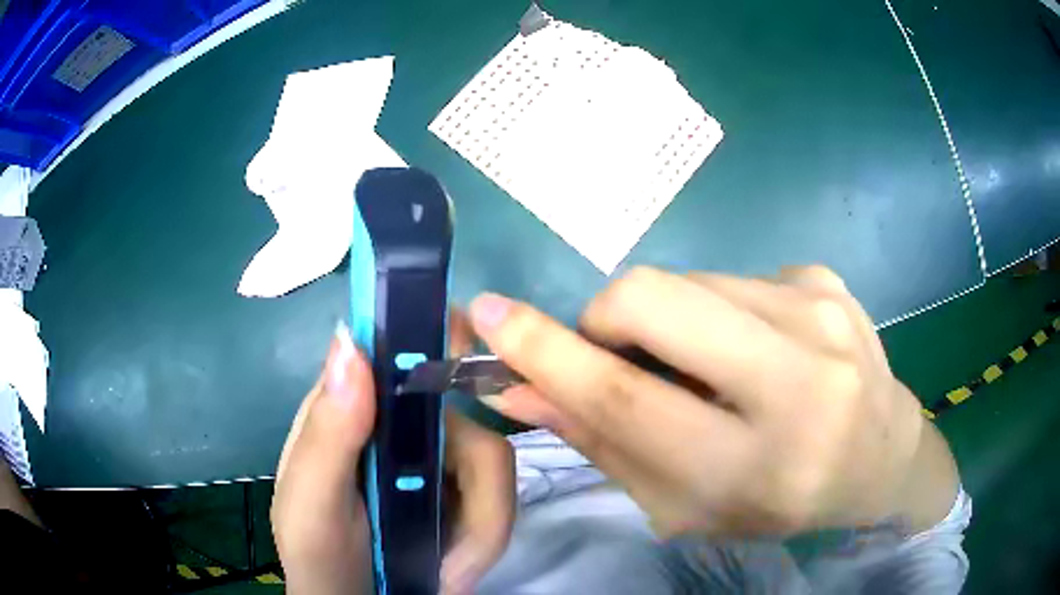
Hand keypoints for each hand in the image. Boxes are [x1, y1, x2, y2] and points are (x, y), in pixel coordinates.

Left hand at [271, 312, 514, 593]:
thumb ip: (326, 435)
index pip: (391, 346)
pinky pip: (500, 494)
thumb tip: (352, 341)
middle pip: (464, 407)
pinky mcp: (464, 491)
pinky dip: (488, 535)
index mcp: (347, 408)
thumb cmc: (320, 557)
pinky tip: (459, 567)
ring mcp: (436, 456)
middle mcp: (396, 421)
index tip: (465, 352)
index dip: (430, 335)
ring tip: (452, 573)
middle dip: (474, 480)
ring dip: (482, 526)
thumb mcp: (310, 506)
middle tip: (466, 540)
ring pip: (492, 458)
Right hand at [469, 266, 958, 536]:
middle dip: (605, 317)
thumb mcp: (688, 501)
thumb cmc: (781, 499)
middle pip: (652, 298)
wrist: (883, 457)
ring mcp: (820, 313)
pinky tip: (758, 350)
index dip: (546, 353)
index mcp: (757, 466)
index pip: (627, 398)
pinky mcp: (825, 279)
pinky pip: (732, 278)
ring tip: (710, 366)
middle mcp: (799, 381)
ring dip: (670, 322)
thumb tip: (521, 388)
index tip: (489, 314)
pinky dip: (720, 313)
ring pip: (688, 281)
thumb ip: (605, 443)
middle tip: (617, 353)